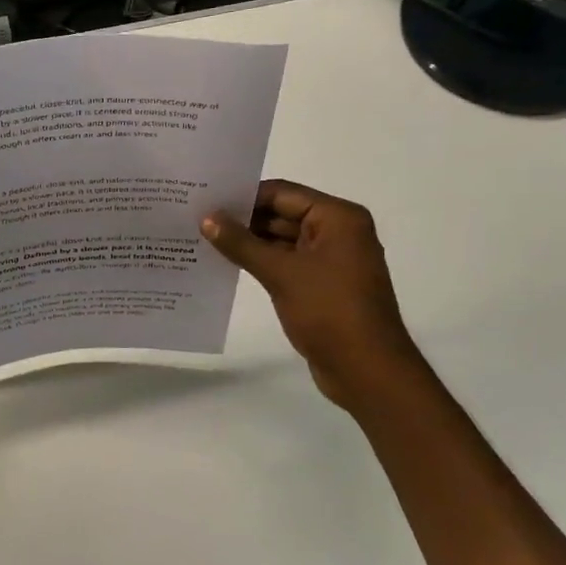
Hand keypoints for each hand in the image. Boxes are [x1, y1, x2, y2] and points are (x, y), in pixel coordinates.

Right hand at [202, 180, 427, 413]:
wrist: (366, 370)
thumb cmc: (329, 311)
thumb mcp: (281, 273)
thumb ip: (241, 243)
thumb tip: (206, 218)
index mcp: (338, 218)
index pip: (282, 194)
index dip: (244, 196)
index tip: (205, 200)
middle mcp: (338, 232)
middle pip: (282, 214)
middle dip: (243, 219)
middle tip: (198, 219)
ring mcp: (330, 260)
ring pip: (282, 240)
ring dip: (249, 242)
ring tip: (204, 239)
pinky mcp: (321, 285)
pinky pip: (286, 263)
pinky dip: (260, 262)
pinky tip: (227, 264)